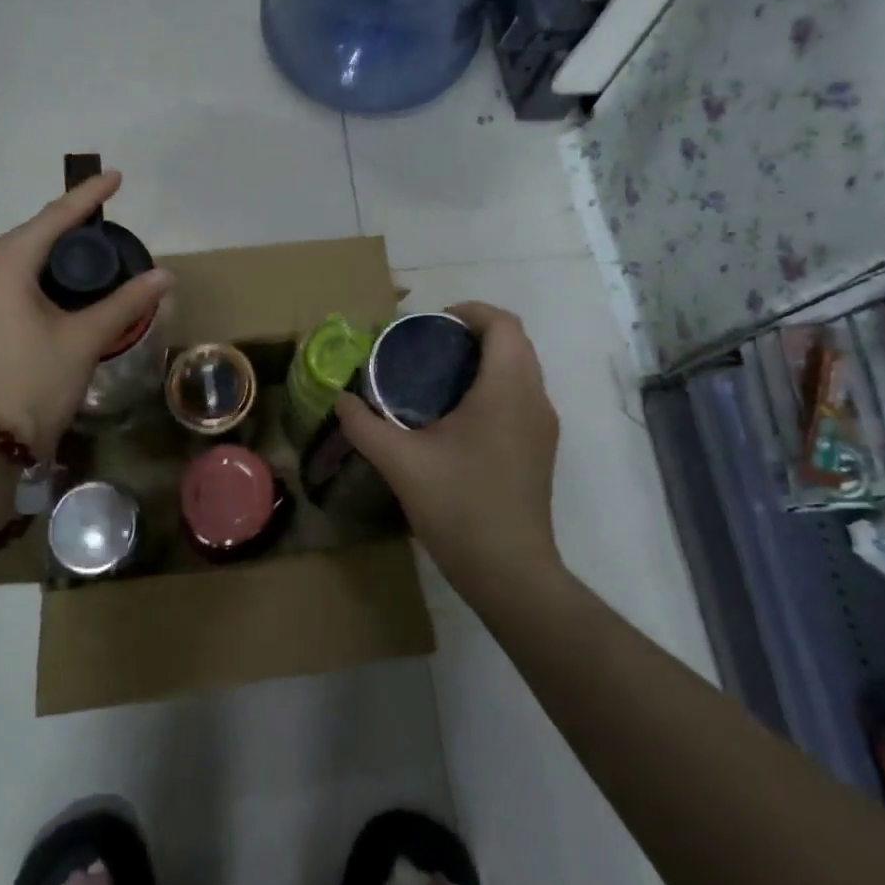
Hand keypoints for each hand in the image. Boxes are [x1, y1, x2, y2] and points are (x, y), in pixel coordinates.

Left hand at [0, 172, 172, 458]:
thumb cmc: (36, 382)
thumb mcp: (86, 338)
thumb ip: (126, 303)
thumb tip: (165, 276)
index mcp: (5, 269)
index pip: (53, 220)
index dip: (87, 197)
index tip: (115, 177)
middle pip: (29, 236)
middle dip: (66, 222)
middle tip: (102, 216)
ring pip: (16, 262)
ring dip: (49, 250)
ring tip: (85, 250)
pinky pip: (9, 285)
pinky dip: (37, 276)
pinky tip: (58, 291)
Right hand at [336, 302, 561, 595]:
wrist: (510, 572)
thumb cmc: (459, 507)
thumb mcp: (401, 463)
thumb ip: (365, 425)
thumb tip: (341, 400)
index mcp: (506, 390)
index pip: (503, 324)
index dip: (470, 311)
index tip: (432, 323)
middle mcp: (534, 399)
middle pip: (515, 343)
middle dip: (475, 333)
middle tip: (430, 347)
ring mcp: (543, 426)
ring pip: (522, 370)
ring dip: (487, 360)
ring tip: (439, 377)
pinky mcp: (541, 448)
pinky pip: (522, 396)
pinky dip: (495, 385)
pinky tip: (459, 416)